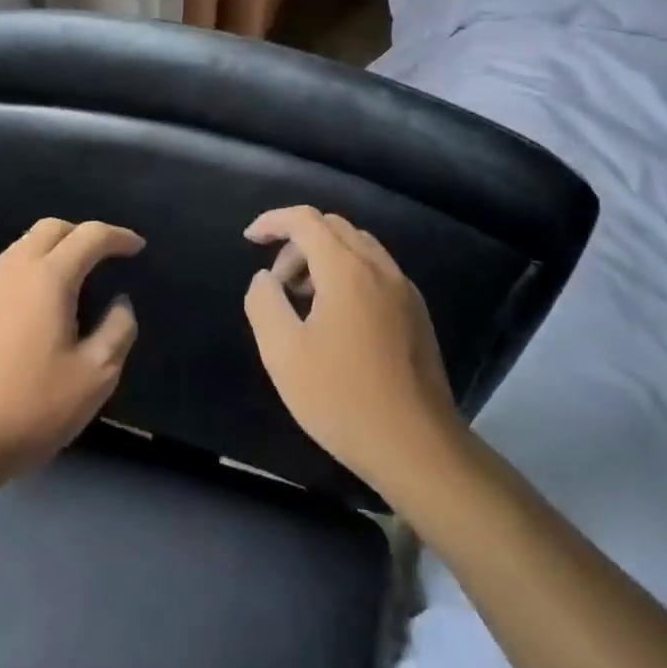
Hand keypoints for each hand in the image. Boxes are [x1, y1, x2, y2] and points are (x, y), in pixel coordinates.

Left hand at [0, 218, 143, 484]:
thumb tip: (120, 304)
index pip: (89, 236)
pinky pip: (1, 272)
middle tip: (103, 256)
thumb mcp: (94, 378)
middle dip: (81, 233)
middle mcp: (11, 270)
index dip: (118, 236)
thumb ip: (117, 332)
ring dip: (51, 251)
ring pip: (21, 248)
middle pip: (50, 229)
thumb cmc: (28, 409)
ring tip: (69, 282)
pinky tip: (31, 307)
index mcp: (48, 278)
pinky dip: (26, 272)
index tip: (136, 247)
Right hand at [243, 206, 464, 497]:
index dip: (273, 221)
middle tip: (277, 284)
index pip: (306, 220)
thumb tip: (266, 279)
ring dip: (323, 258)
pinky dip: (347, 274)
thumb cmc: (341, 398)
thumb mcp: (283, 354)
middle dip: (297, 243)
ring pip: (358, 247)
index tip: (249, 239)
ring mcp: (404, 290)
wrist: (417, 447)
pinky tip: (336, 319)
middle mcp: (380, 268)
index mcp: (347, 270)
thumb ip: (264, 304)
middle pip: (334, 228)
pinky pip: (376, 271)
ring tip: (303, 302)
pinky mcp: (416, 313)